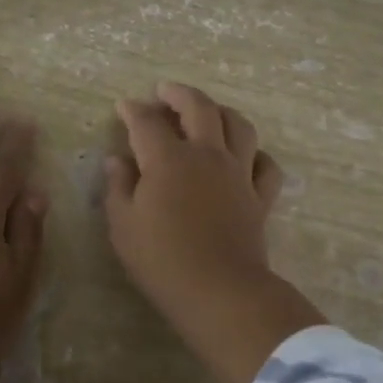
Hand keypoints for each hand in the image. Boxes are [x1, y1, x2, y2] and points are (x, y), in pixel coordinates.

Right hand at [105, 81, 282, 318]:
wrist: (221, 291)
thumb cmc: (162, 260)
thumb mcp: (123, 226)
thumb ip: (118, 187)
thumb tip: (117, 160)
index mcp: (168, 159)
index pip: (147, 122)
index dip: (133, 110)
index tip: (124, 106)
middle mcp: (207, 155)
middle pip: (199, 108)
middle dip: (179, 93)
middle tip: (165, 91)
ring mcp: (238, 173)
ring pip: (239, 126)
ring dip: (221, 112)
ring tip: (208, 112)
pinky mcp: (260, 197)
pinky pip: (266, 165)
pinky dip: (257, 154)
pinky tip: (246, 157)